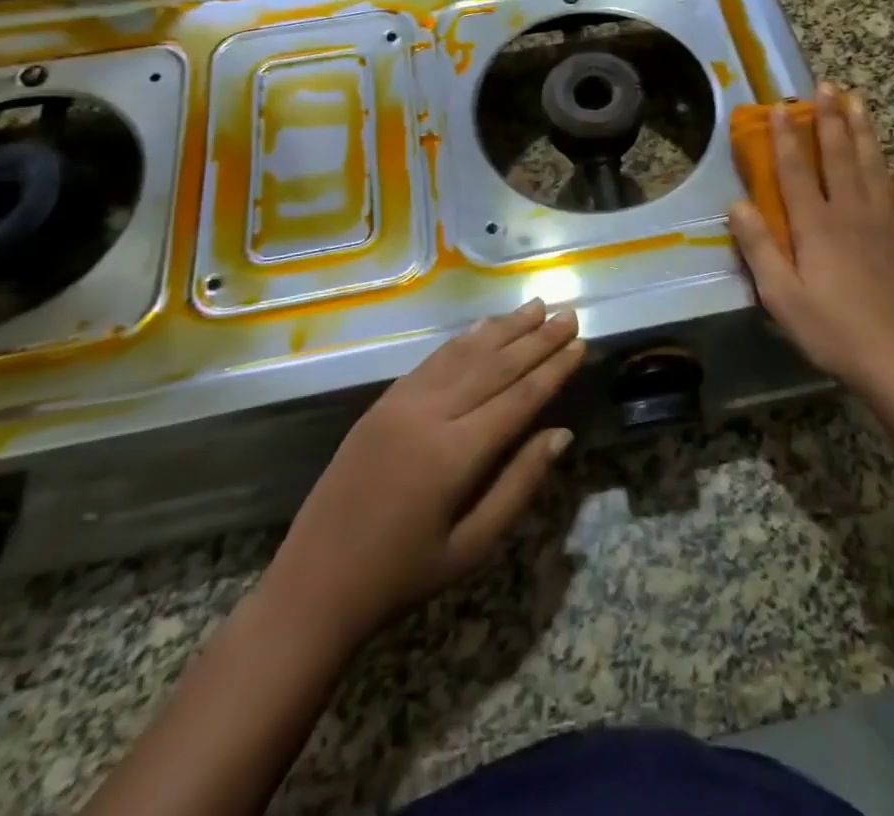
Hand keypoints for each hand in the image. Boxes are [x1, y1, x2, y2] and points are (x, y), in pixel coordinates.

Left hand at [266, 300, 584, 642]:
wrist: (313, 585)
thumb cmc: (401, 577)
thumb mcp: (470, 548)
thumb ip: (518, 485)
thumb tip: (561, 434)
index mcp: (455, 454)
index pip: (519, 397)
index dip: (553, 368)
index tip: (580, 342)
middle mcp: (430, 415)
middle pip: (495, 366)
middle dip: (536, 338)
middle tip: (568, 313)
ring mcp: (401, 403)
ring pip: (463, 354)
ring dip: (503, 328)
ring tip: (535, 306)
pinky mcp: (382, 403)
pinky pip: (431, 361)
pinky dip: (463, 341)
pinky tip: (483, 326)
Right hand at [728, 83, 893, 395]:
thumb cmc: (837, 332)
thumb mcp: (783, 298)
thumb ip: (760, 249)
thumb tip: (736, 205)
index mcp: (817, 226)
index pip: (795, 171)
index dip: (786, 137)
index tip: (782, 106)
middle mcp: (852, 212)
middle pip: (838, 156)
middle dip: (829, 119)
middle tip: (826, 85)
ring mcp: (890, 223)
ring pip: (875, 165)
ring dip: (865, 131)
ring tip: (859, 101)